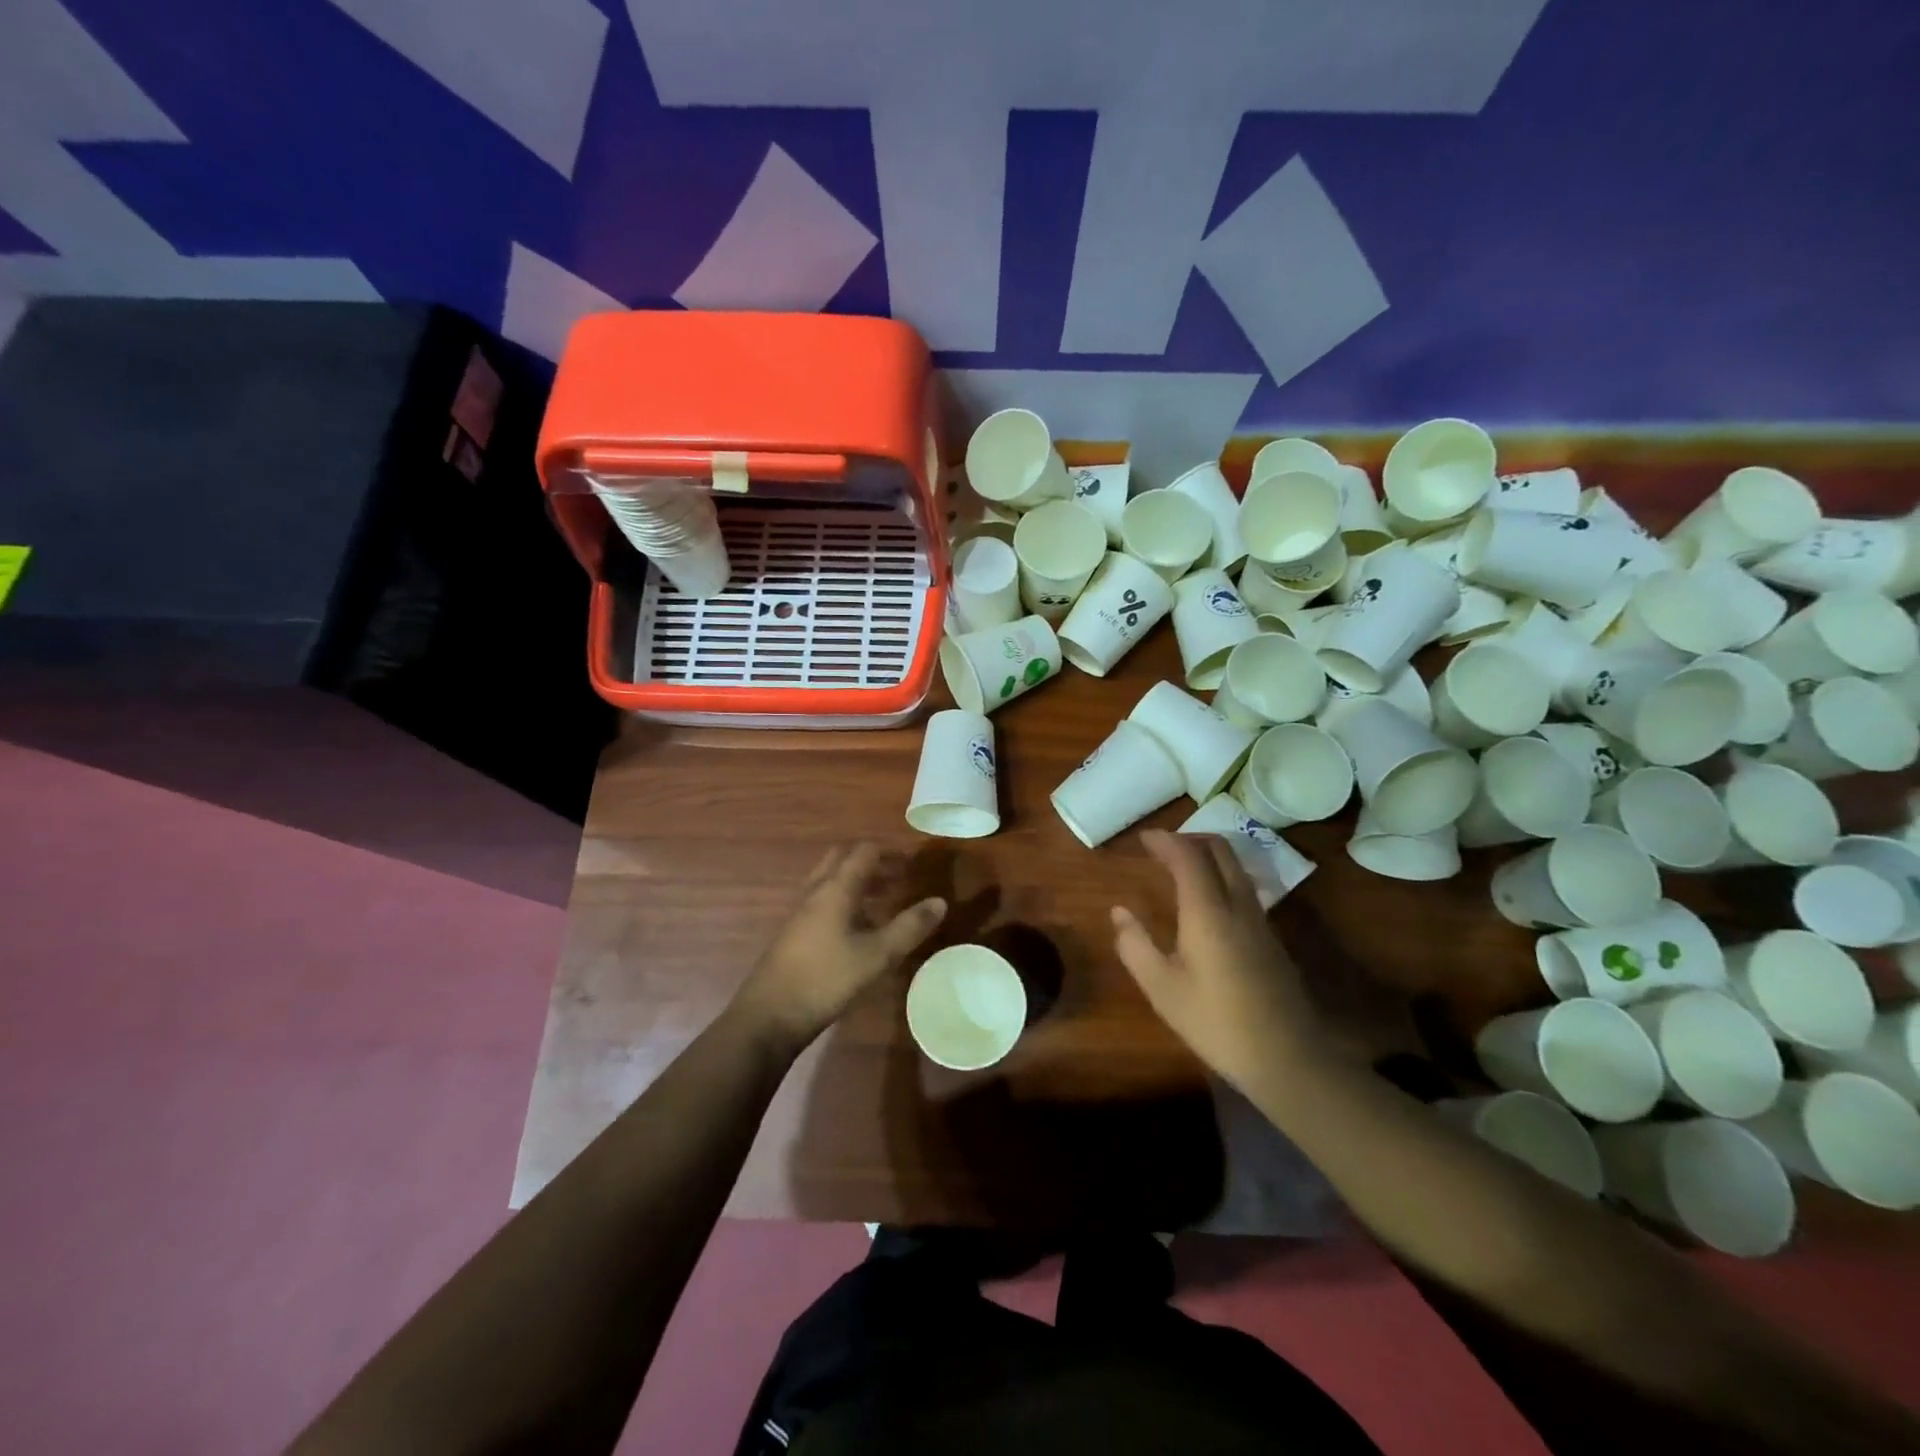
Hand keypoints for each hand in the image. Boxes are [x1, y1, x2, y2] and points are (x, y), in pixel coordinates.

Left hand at [734, 843, 946, 1050]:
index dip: (890, 854)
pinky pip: (822, 901)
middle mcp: (816, 891)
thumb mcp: (877, 955)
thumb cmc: (827, 979)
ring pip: (831, 880)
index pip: (864, 852)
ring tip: (884, 901)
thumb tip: (940, 901)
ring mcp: (800, 911)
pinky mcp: (794, 932)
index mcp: (836, 888)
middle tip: (897, 879)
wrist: (770, 1015)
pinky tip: (858, 929)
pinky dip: (844, 901)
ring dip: (857, 882)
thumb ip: (910, 927)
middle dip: (872, 863)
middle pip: (843, 859)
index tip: (913, 866)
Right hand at [1111, 831, 1322, 1093]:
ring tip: (1179, 868)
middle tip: (1162, 848)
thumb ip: (1136, 945)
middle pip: (1220, 850)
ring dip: (1207, 856)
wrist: (1288, 1058)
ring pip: (1235, 867)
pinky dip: (1220, 876)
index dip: (1165, 841)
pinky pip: (1243, 887)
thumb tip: (1119, 912)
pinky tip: (1205, 901)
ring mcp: (1260, 920)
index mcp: (1208, 911)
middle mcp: (1238, 904)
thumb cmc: (1216, 1023)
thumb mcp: (1162, 989)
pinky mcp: (1270, 937)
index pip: (1188, 856)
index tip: (1143, 838)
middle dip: (1190, 838)